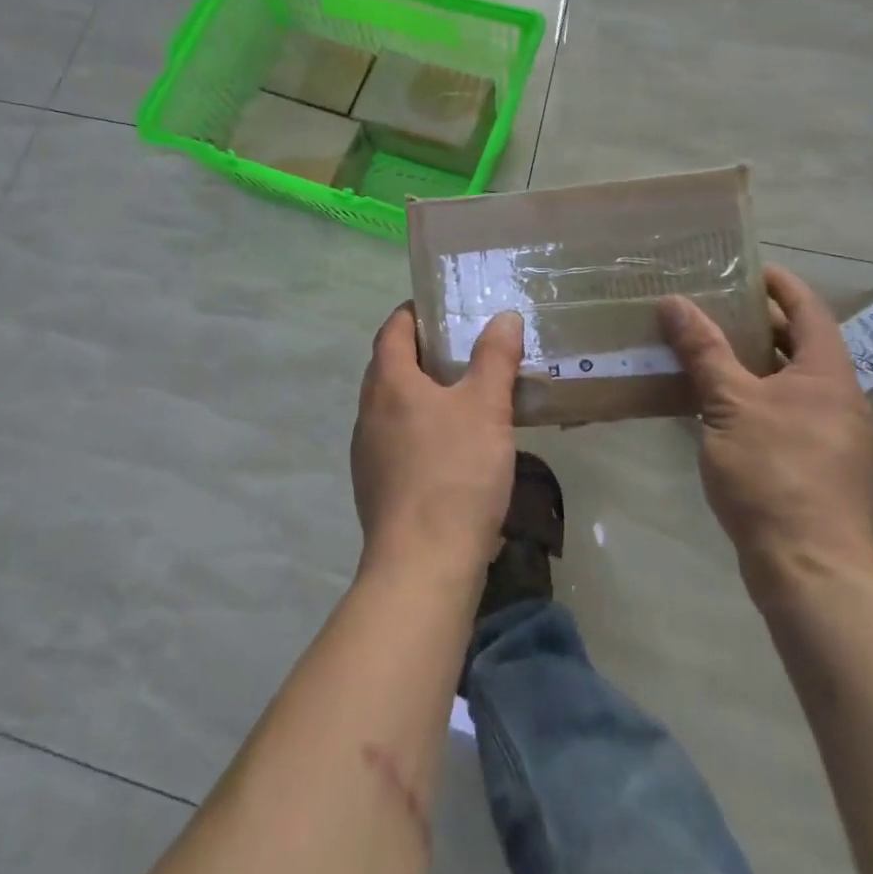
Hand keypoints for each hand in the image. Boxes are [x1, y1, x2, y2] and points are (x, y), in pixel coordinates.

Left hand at [352, 304, 522, 580]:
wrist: (423, 565)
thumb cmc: (454, 473)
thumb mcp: (486, 407)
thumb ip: (495, 357)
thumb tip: (504, 317)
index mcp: (388, 383)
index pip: (393, 329)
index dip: (413, 313)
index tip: (441, 308)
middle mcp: (369, 412)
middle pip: (389, 367)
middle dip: (421, 353)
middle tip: (462, 348)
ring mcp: (368, 452)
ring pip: (393, 406)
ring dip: (421, 394)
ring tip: (463, 395)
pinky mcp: (376, 487)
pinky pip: (397, 440)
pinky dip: (420, 429)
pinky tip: (453, 447)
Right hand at [659, 266, 872, 604]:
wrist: (812, 572)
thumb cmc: (775, 474)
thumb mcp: (729, 404)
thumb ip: (703, 351)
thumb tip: (674, 302)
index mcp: (827, 375)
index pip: (808, 309)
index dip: (779, 283)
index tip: (744, 267)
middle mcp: (839, 399)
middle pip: (800, 344)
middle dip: (757, 322)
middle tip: (711, 305)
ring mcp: (832, 436)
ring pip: (791, 382)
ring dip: (752, 362)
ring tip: (705, 348)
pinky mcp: (819, 468)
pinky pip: (785, 413)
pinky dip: (755, 397)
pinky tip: (716, 405)